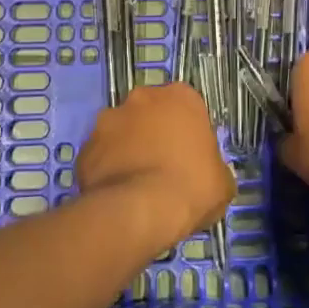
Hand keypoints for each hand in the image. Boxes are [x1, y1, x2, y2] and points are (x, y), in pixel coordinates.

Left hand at [76, 83, 233, 244]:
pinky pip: (100, 155)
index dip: (187, 131)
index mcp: (180, 96)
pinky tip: (116, 194)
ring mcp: (108, 119)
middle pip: (150, 112)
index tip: (189, 155)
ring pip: (121, 131)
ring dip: (127, 148)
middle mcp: (142, 97)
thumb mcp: (222, 182)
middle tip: (162, 166)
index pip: (186, 107)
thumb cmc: (192, 187)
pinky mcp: (86, 146)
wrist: (141, 211)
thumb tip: (208, 173)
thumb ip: (214, 166)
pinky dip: (107, 169)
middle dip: (153, 133)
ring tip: (136, 183)